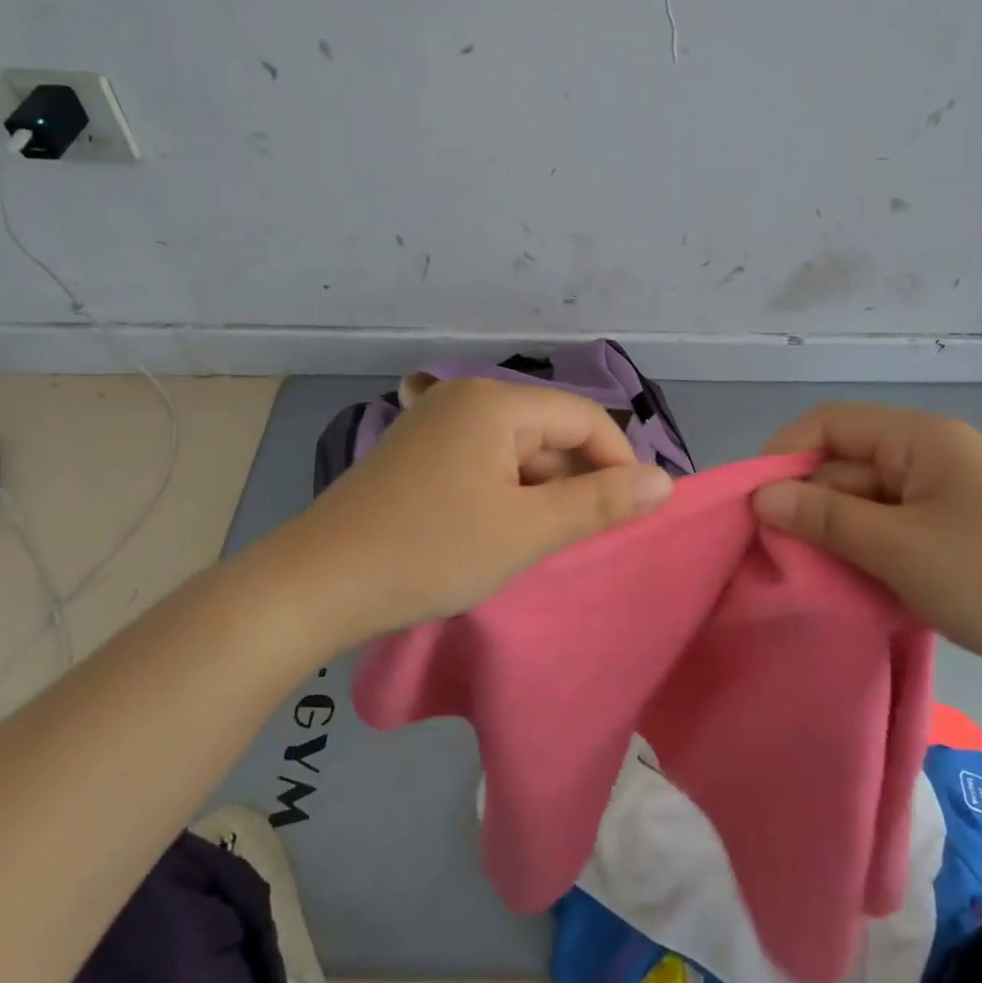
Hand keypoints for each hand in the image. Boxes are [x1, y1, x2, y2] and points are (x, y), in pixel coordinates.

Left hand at [281, 378, 674, 636]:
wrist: (316, 584)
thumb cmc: (430, 552)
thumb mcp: (527, 531)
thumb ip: (600, 502)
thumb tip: (665, 482)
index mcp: (494, 402)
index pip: (584, 418)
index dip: (618, 462)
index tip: (632, 514)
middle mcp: (464, 397)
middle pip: (550, 431)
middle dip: (576, 482)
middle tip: (579, 539)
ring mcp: (436, 423)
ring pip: (518, 451)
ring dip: (541, 493)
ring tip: (536, 543)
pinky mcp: (418, 453)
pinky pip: (484, 463)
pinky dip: (506, 494)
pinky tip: (499, 533)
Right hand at [751, 404, 981, 688]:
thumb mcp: (900, 548)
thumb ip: (825, 518)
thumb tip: (761, 496)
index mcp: (919, 438)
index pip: (829, 423)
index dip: (784, 454)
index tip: (755, 503)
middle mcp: (927, 456)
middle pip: (844, 465)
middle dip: (808, 505)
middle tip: (780, 556)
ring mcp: (940, 496)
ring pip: (862, 503)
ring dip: (835, 535)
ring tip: (813, 577)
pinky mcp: (948, 533)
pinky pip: (887, 530)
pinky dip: (864, 553)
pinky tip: (851, 586)